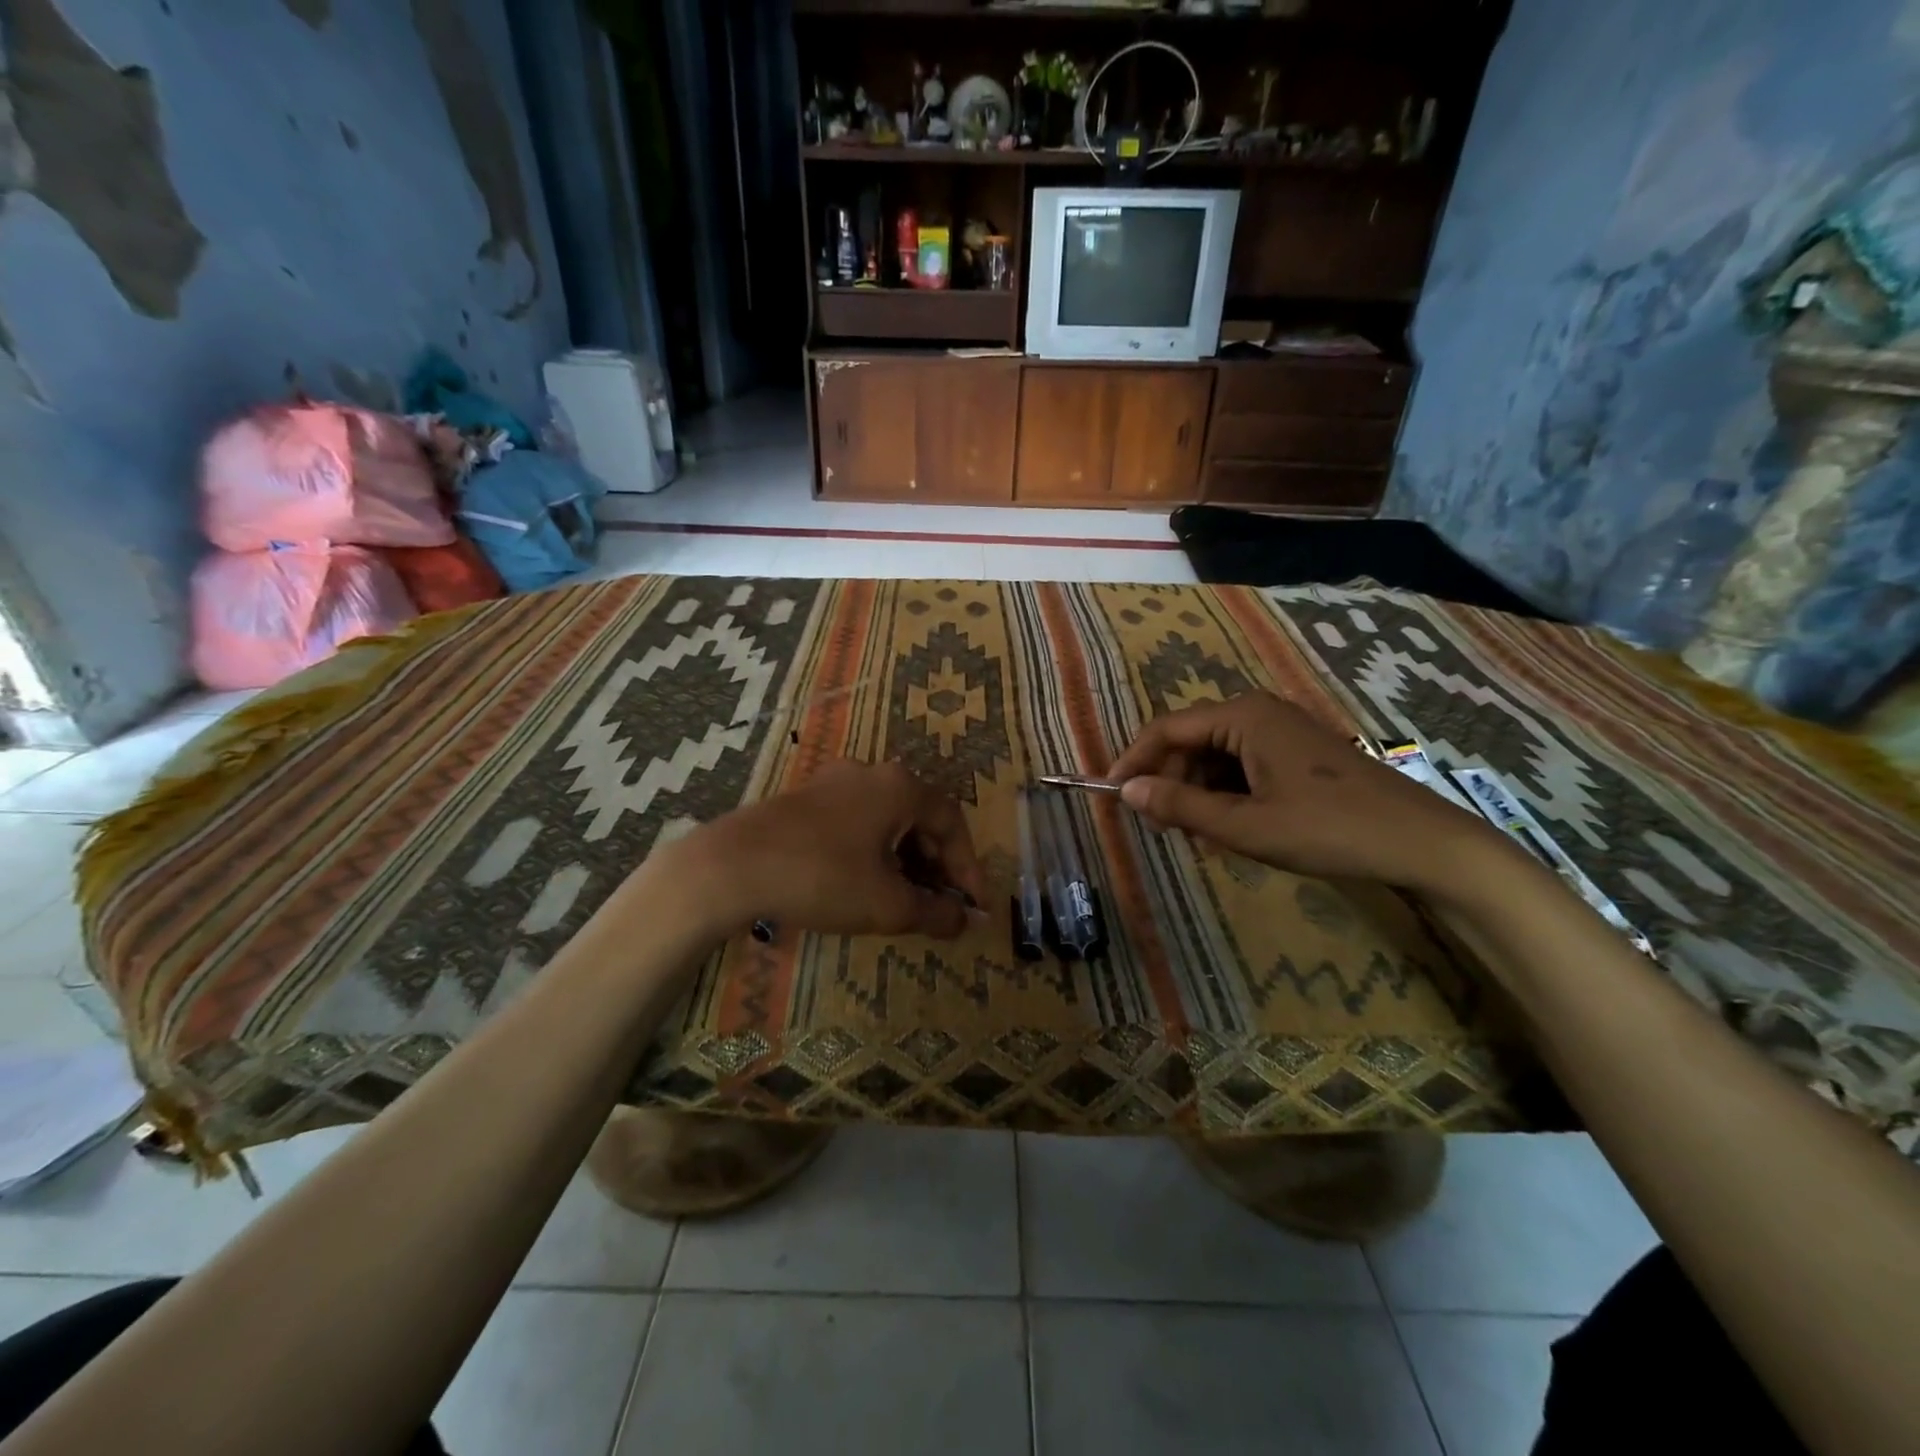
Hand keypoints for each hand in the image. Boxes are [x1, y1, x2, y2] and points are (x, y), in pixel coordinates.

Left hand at [685, 760, 986, 939]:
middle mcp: (872, 773)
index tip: (974, 906)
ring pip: (889, 820)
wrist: (731, 866)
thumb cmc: (822, 878)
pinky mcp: (807, 798)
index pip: (952, 821)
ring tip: (908, 900)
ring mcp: (835, 782)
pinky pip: (859, 822)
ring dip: (907, 859)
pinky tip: (868, 883)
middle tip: (942, 905)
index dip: (969, 866)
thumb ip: (934, 913)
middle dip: (937, 864)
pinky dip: (876, 852)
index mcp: (900, 787)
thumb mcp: (887, 904)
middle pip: (921, 818)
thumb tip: (964, 922)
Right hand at [1107, 691, 1502, 892]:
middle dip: (1169, 782)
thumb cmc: (1327, 829)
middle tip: (1161, 828)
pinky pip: (1243, 766)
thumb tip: (1125, 790)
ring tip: (1200, 837)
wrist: (1421, 842)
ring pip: (1216, 757)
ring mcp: (1281, 730)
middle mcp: (1257, 712)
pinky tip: (1233, 829)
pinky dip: (1227, 795)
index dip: (1132, 761)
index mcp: (1242, 717)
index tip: (1109, 795)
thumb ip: (1180, 805)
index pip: (1165, 729)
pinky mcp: (1297, 751)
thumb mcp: (1244, 826)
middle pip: (1190, 742)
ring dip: (1198, 794)